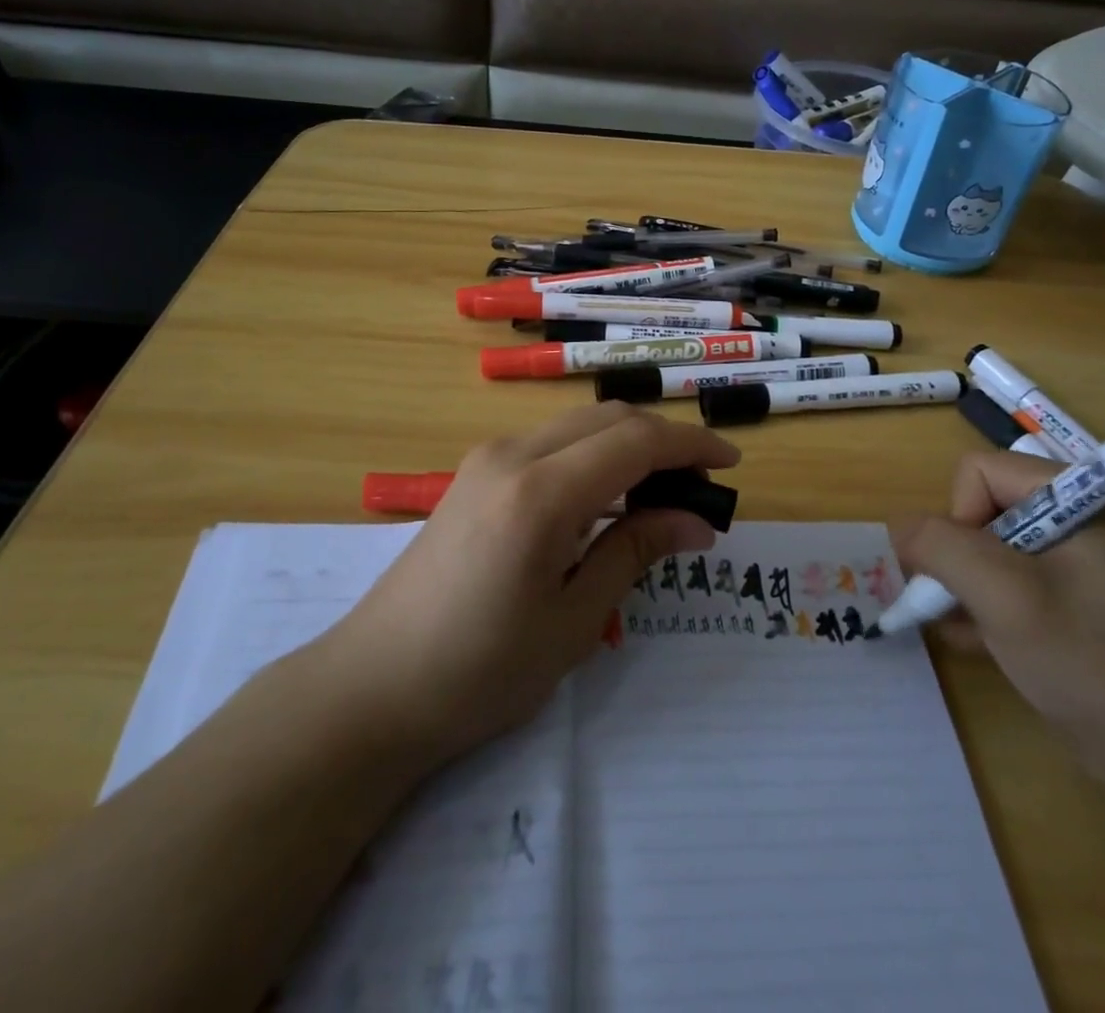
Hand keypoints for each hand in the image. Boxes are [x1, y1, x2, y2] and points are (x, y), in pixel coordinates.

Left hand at [309, 403, 740, 765]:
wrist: (374, 685)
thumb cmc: (480, 670)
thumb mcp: (573, 621)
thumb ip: (635, 553)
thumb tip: (696, 521)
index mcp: (541, 492)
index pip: (635, 441)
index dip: (690, 446)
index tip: (730, 466)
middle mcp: (513, 455)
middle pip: (608, 419)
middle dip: (663, 440)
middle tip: (699, 486)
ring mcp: (487, 459)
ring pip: (578, 426)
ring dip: (627, 445)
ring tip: (661, 495)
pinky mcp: (474, 474)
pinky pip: (550, 444)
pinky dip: (592, 456)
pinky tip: (606, 500)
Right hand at [891, 451, 1104, 784]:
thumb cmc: (1088, 660)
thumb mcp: (1003, 595)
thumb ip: (940, 547)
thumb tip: (898, 527)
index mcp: (1078, 499)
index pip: (980, 473)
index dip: (959, 517)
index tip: (972, 575)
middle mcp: (1076, 520)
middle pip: (980, 510)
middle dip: (958, 558)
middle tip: (960, 604)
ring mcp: (1074, 563)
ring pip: (985, 549)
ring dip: (963, 585)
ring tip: (964, 627)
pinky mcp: (1069, 601)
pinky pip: (1005, 582)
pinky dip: (981, 605)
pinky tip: (973, 641)